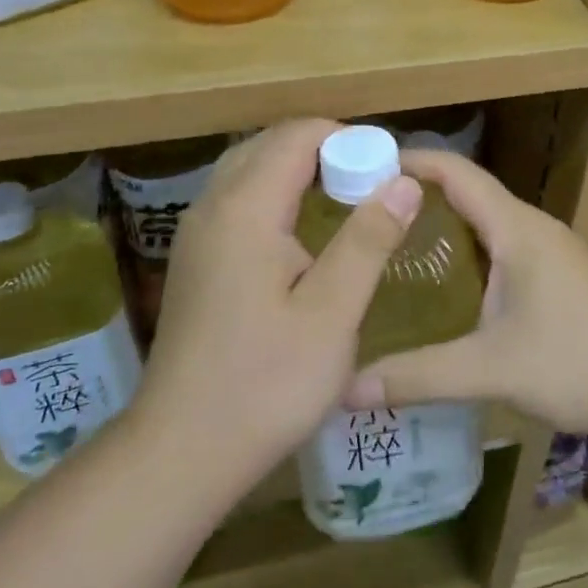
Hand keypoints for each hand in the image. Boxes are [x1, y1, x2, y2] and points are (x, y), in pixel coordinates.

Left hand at [135, 120, 423, 495]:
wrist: (183, 450)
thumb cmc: (266, 383)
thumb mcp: (332, 313)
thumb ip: (368, 240)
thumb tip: (405, 181)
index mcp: (245, 210)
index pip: (296, 136)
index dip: (347, 139)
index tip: (387, 168)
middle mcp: (212, 208)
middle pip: (268, 145)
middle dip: (323, 149)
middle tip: (371, 182)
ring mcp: (196, 235)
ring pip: (249, 171)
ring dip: (297, 170)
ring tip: (344, 199)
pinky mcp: (194, 261)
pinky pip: (236, 200)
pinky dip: (274, 194)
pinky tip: (302, 233)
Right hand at [342, 149, 587, 437]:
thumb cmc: (577, 362)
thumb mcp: (491, 369)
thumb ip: (419, 375)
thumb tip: (347, 387)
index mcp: (516, 228)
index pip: (456, 173)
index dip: (411, 161)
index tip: (362, 165)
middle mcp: (532, 228)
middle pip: (468, 193)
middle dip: (417, 195)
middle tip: (363, 213)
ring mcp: (550, 251)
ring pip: (486, 223)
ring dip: (443, 225)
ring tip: (392, 245)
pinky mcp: (558, 276)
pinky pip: (501, 248)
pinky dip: (466, 252)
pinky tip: (443, 284)